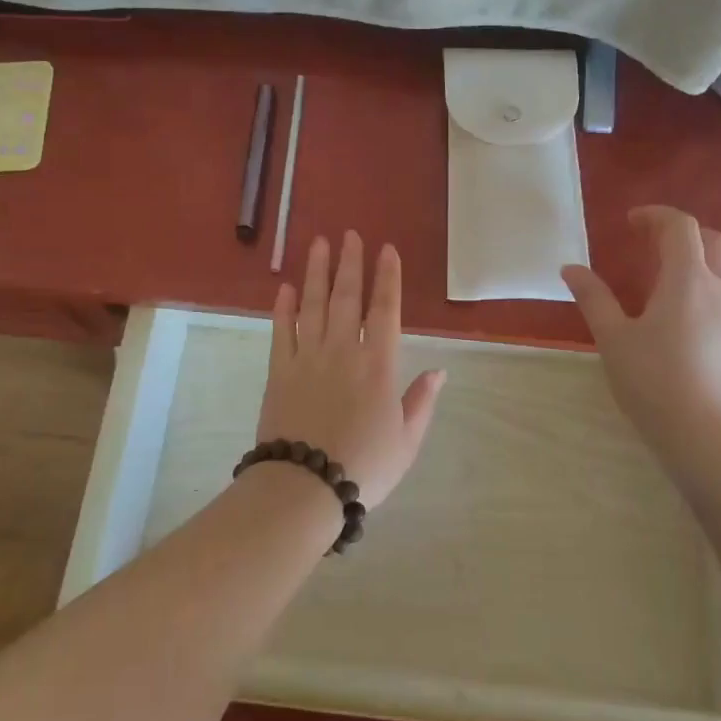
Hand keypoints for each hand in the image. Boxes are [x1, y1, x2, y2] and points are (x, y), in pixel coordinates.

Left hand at [257, 231, 445, 507]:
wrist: (305, 486)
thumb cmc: (364, 466)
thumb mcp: (407, 440)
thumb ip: (422, 401)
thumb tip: (440, 370)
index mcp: (379, 365)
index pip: (386, 309)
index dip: (387, 277)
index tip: (386, 250)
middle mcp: (344, 350)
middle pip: (348, 297)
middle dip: (351, 263)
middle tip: (350, 234)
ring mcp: (308, 357)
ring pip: (314, 304)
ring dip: (317, 272)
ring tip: (319, 243)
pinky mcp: (280, 370)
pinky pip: (281, 330)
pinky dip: (283, 307)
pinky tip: (285, 287)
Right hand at [561, 206, 720, 443]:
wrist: (706, 435)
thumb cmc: (653, 381)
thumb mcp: (613, 338)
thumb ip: (593, 298)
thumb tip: (571, 268)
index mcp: (687, 279)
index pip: (681, 227)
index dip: (656, 216)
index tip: (630, 222)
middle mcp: (720, 288)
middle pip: (713, 240)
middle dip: (682, 231)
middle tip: (649, 241)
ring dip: (696, 256)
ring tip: (661, 273)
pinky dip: (704, 281)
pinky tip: (679, 308)